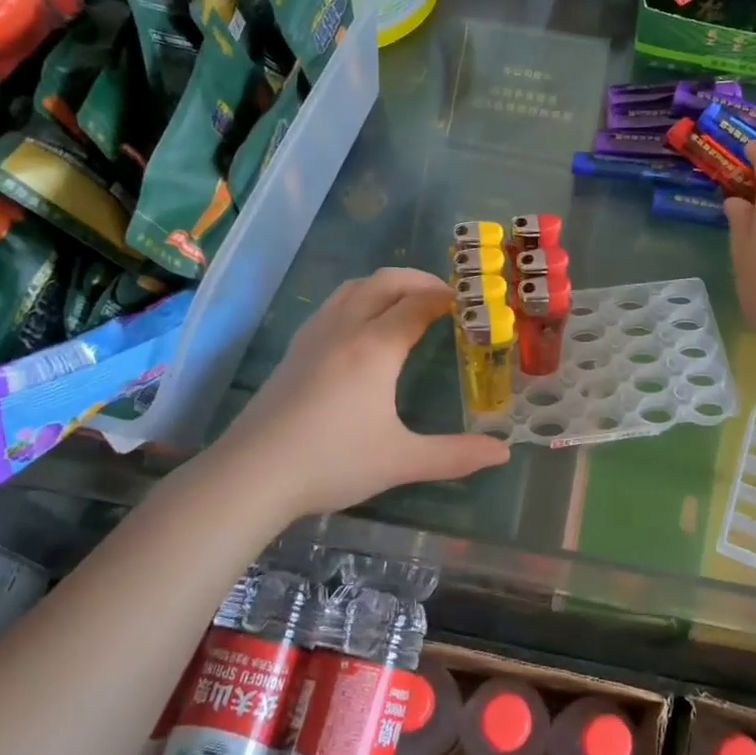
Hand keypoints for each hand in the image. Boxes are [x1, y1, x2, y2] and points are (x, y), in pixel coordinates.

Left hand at [219, 268, 509, 518]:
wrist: (252, 474)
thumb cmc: (332, 461)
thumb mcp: (401, 460)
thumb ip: (455, 455)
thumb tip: (503, 452)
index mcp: (375, 347)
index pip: (418, 304)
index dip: (447, 297)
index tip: (470, 302)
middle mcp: (345, 328)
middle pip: (385, 282)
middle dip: (419, 280)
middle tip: (445, 297)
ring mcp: (314, 336)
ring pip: (353, 288)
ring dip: (386, 285)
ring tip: (406, 303)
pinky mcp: (294, 350)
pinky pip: (332, 305)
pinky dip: (358, 298)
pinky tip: (360, 328)